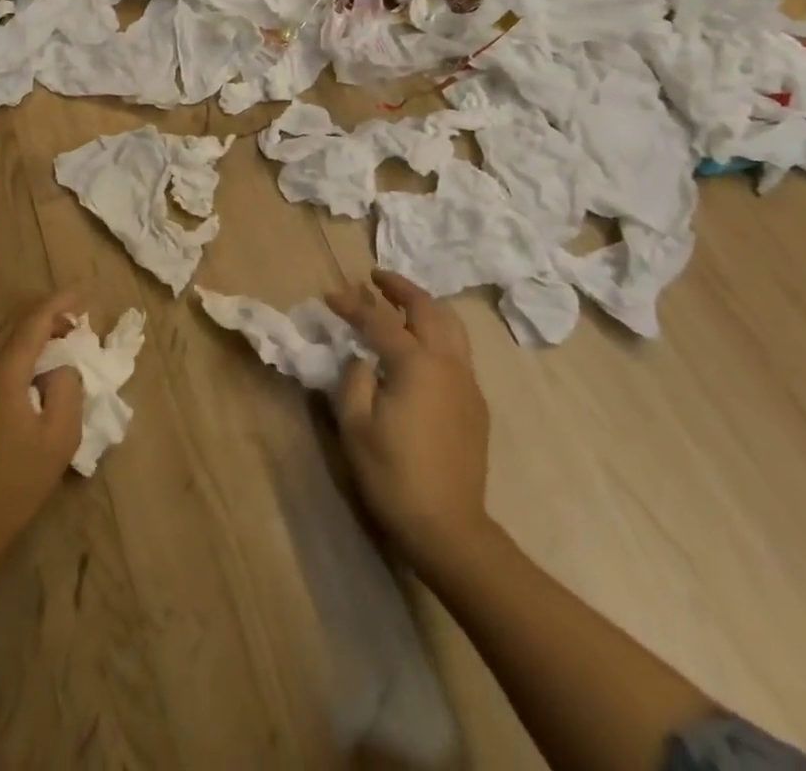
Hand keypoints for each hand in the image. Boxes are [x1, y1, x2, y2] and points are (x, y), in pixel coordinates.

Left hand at [0, 294, 83, 559]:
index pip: (33, 321)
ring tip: (53, 342)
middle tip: (74, 325)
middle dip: (45, 314)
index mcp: (4, 373)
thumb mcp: (61, 434)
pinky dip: (10, 341)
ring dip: (25, 326)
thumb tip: (62, 364)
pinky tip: (30, 363)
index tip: (82, 296)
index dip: (59, 303)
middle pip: (13, 320)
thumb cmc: (19, 481)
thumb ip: (67, 386)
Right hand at [327, 270, 493, 568]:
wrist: (449, 528)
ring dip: (424, 306)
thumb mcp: (356, 427)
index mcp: (416, 363)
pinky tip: (421, 346)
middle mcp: (447, 361)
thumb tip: (362, 357)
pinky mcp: (476, 402)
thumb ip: (355, 379)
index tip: (329, 295)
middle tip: (376, 278)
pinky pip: (458, 350)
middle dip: (400, 288)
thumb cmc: (395, 476)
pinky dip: (438, 332)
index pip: (379, 321)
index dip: (352, 305)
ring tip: (401, 302)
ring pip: (451, 325)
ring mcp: (467, 381)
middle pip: (427, 308)